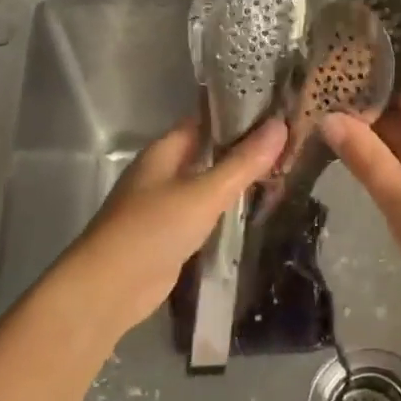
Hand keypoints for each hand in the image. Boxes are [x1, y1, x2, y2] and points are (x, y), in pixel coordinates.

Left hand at [51, 117, 285, 339]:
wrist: (110, 288)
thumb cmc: (153, 229)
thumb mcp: (204, 193)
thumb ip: (242, 163)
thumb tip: (280, 125)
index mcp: (165, 150)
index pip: (206, 120)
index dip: (239, 114)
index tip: (278, 111)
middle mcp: (163, 171)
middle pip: (208, 151)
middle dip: (244, 148)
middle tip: (290, 143)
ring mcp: (165, 204)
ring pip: (208, 182)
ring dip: (237, 179)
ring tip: (282, 171)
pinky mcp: (171, 234)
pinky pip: (204, 212)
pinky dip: (227, 208)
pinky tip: (254, 209)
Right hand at [322, 71, 400, 313]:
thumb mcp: (400, 200)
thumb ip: (366, 157)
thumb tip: (330, 118)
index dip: (376, 74)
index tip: (335, 74)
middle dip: (365, 105)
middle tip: (317, 104)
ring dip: (373, 133)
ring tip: (327, 129)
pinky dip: (387, 156)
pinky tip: (359, 162)